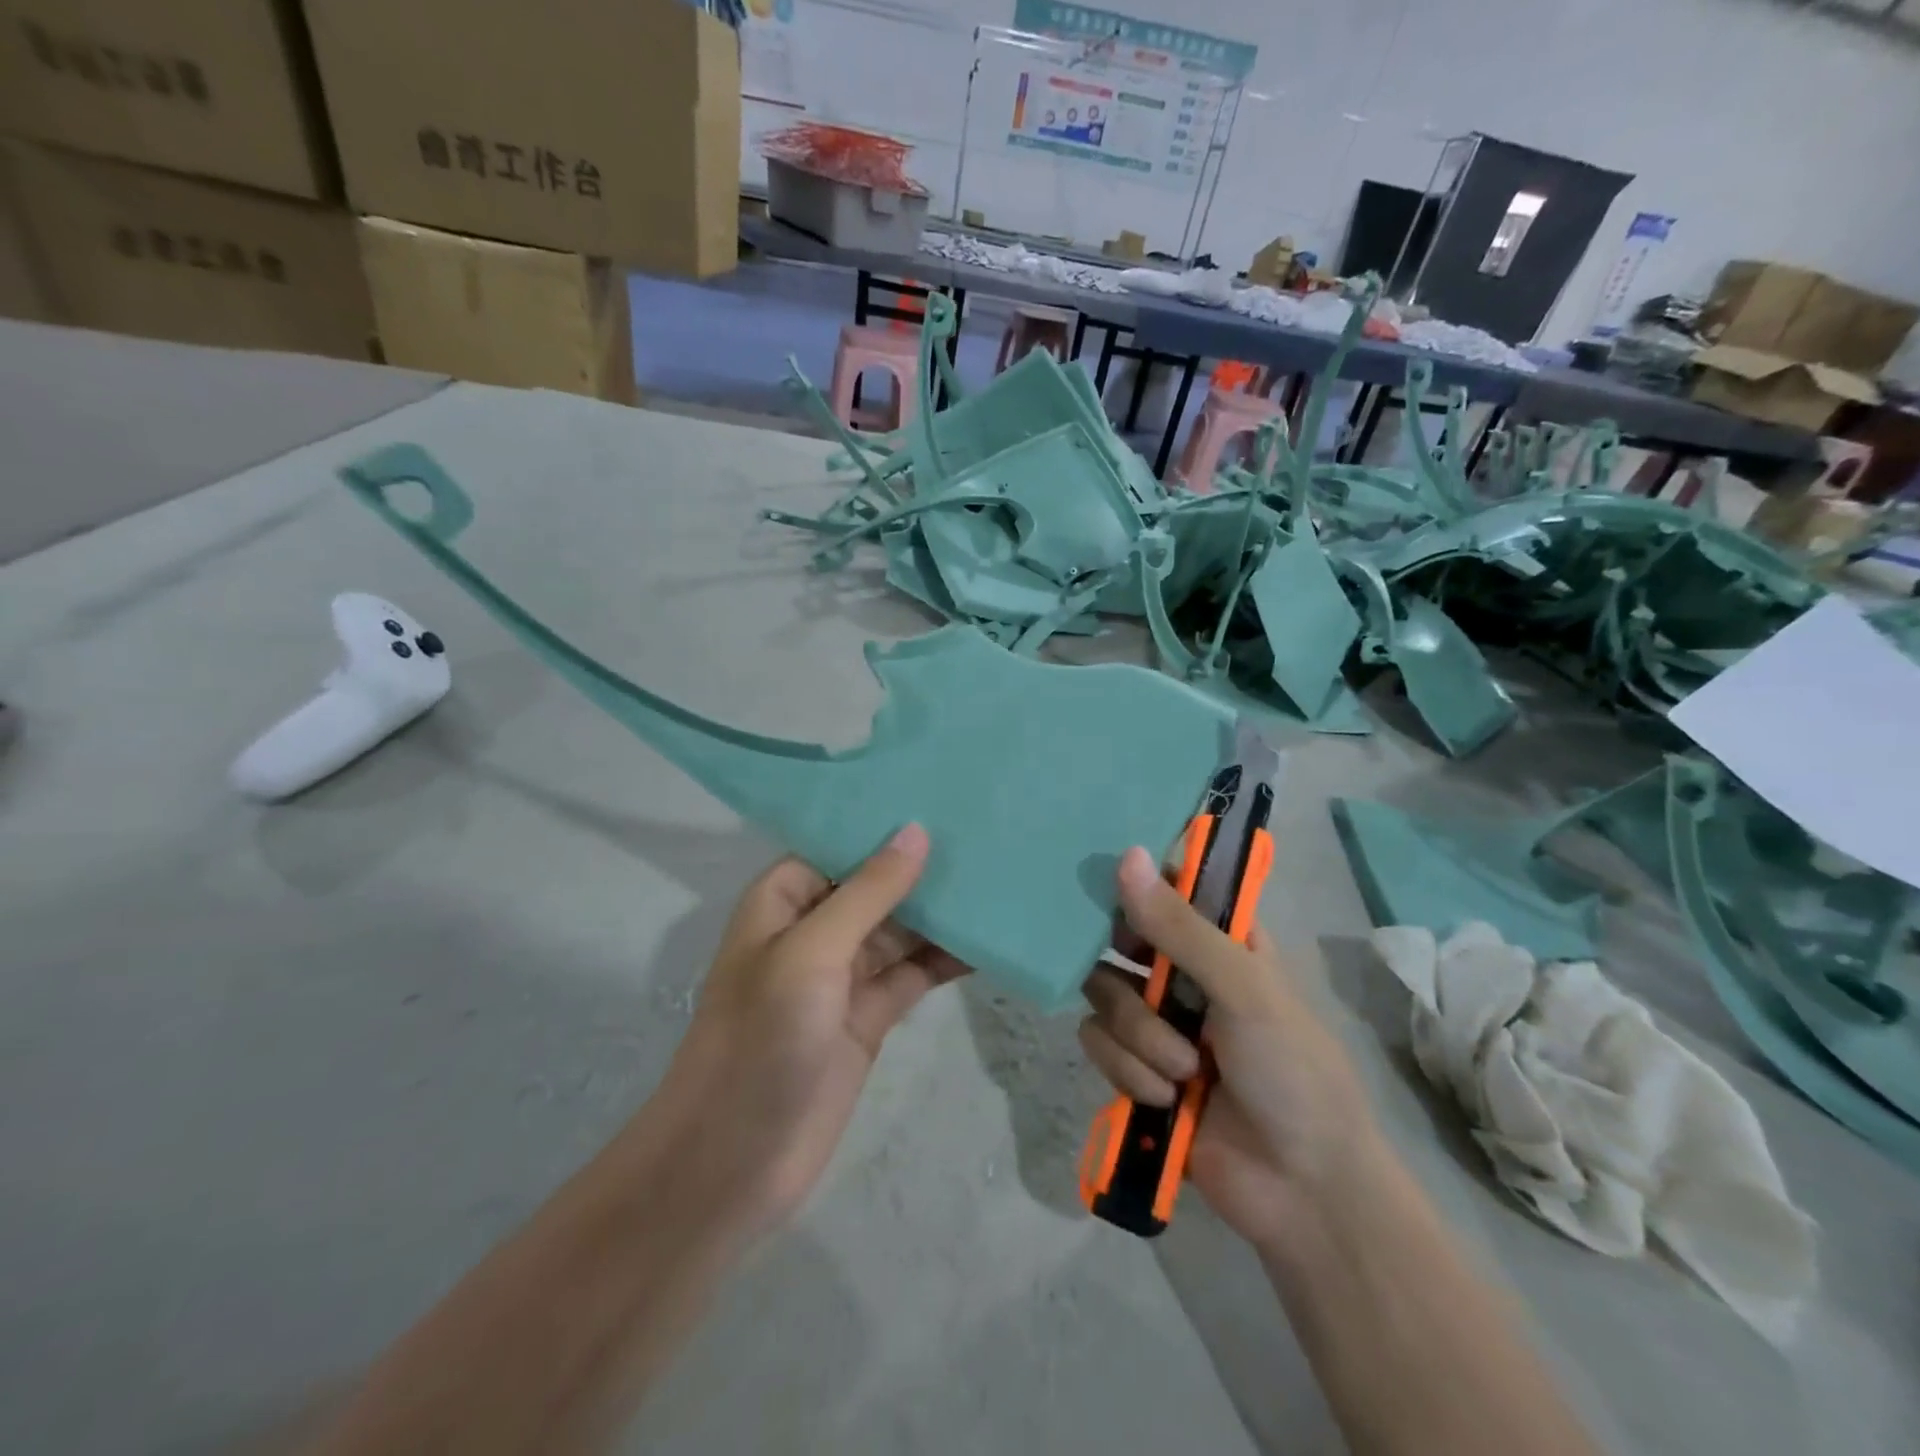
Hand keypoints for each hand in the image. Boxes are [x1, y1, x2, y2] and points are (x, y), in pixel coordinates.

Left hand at [660, 824, 966, 1237]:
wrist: (734, 1160)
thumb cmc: (761, 1038)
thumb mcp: (812, 951)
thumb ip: (868, 891)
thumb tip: (916, 830)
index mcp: (784, 899)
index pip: (840, 842)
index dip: (886, 823)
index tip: (944, 796)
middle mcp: (814, 928)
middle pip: (876, 884)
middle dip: (924, 865)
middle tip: (988, 832)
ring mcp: (843, 974)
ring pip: (901, 928)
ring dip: (942, 911)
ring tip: (1000, 878)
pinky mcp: (869, 1015)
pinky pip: (915, 973)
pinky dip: (947, 959)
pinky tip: (989, 940)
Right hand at [1079, 846, 1382, 1249]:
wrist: (1303, 1192)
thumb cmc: (1293, 1072)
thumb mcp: (1243, 988)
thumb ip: (1179, 926)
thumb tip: (1126, 855)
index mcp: (1222, 943)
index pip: (1168, 889)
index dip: (1140, 886)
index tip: (1119, 895)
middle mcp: (1183, 975)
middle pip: (1119, 939)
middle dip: (1129, 970)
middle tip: (1151, 986)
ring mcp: (1157, 1023)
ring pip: (1103, 995)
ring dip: (1140, 1036)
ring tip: (1184, 1071)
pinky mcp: (1135, 1070)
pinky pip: (1098, 1044)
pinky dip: (1129, 1072)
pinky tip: (1166, 1100)